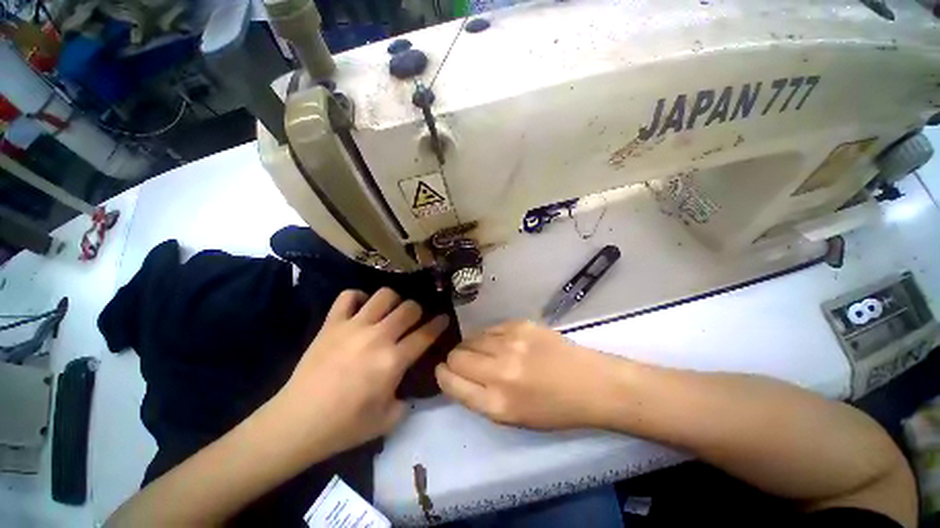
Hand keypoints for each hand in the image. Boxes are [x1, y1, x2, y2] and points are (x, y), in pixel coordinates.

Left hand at [272, 288, 448, 458]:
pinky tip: (361, 308)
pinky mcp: (331, 324)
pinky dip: (358, 298)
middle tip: (413, 319)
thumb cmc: (345, 426)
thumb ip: (408, 399)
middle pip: (409, 308)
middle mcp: (377, 337)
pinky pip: (348, 296)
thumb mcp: (389, 420)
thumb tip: (411, 384)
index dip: (439, 324)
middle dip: (417, 311)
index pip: (425, 335)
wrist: (297, 423)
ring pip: (384, 295)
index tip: (444, 318)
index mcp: (393, 361)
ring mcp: (353, 327)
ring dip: (393, 301)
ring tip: (389, 311)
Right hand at [435, 320, 621, 429]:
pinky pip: (490, 328)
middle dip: (455, 360)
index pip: (451, 382)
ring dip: (471, 346)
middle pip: (457, 356)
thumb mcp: (512, 418)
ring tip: (484, 351)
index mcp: (497, 403)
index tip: (444, 371)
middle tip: (465, 361)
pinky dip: (489, 336)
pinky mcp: (520, 325)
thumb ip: (480, 398)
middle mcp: (500, 371)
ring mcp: (511, 343)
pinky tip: (500, 342)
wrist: (590, 383)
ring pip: (471, 338)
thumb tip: (457, 375)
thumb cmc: (553, 409)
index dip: (443, 375)